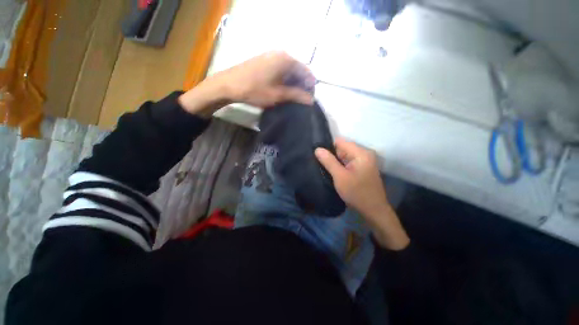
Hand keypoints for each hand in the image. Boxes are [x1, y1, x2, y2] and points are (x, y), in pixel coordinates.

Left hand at [216, 51, 314, 107]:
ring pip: (289, 70)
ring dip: (293, 83)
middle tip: (301, 100)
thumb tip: (311, 100)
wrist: (228, 85)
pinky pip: (280, 70)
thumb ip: (296, 96)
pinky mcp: (265, 60)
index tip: (309, 99)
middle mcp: (280, 54)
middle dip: (301, 85)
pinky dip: (284, 80)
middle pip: (298, 70)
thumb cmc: (255, 90)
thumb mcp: (278, 95)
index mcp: (286, 59)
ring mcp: (271, 56)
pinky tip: (282, 90)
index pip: (306, 72)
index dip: (310, 86)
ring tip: (292, 97)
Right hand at [315, 138, 409, 249]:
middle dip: (331, 155)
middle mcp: (364, 154)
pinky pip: (348, 162)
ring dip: (335, 161)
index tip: (317, 155)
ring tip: (323, 167)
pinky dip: (340, 166)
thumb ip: (329, 161)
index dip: (327, 147)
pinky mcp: (362, 168)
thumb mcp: (340, 177)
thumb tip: (317, 149)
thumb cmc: (357, 193)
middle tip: (319, 163)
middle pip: (342, 148)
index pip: (339, 142)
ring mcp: (364, 161)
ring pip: (344, 156)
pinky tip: (333, 172)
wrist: (374, 211)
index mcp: (361, 153)